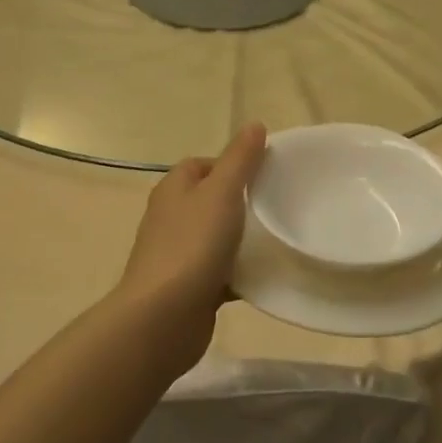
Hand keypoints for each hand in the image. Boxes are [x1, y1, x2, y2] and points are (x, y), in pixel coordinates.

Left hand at [118, 124, 266, 331]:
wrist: (163, 318)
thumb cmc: (192, 245)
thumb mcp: (221, 192)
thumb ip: (240, 159)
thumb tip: (254, 124)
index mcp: (174, 189)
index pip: (202, 165)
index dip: (232, 165)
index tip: (265, 175)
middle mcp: (171, 218)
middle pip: (211, 200)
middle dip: (242, 202)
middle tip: (277, 206)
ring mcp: (178, 254)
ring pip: (217, 237)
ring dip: (242, 239)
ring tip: (277, 239)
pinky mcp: (189, 287)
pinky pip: (221, 272)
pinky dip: (240, 272)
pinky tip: (265, 276)